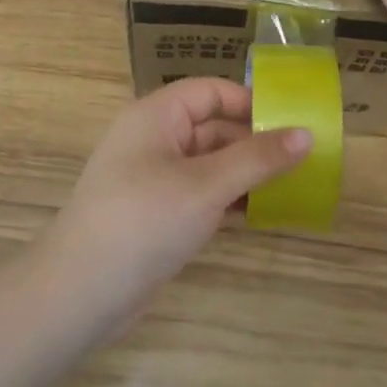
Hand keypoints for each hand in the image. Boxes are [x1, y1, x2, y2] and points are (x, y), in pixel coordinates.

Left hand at [45, 78, 312, 329]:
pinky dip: (227, 199)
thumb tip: (307, 133)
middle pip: (212, 127)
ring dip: (245, 173)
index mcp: (157, 116)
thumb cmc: (144, 221)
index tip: (292, 121)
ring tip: (291, 187)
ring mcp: (153, 178)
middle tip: (302, 159)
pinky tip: (259, 214)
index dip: (250, 102)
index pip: (211, 92)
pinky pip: (199, 193)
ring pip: (209, 163)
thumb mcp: (207, 186)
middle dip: (254, 142)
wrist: (79, 294)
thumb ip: (258, 159)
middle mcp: (154, 139)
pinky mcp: (155, 213)